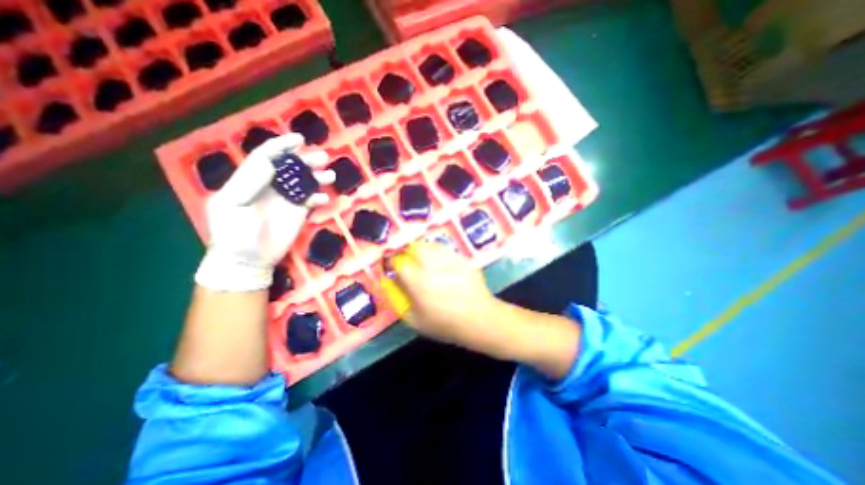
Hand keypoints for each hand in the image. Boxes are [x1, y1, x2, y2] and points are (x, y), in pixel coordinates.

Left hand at [195, 132, 333, 290]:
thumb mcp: (233, 205)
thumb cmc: (235, 233)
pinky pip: (311, 200)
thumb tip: (269, 161)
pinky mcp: (298, 212)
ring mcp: (286, 199)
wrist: (248, 260)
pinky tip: (324, 198)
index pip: (266, 157)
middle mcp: (270, 186)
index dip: (281, 146)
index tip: (299, 139)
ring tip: (330, 175)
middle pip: (290, 167)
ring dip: (317, 176)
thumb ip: (249, 182)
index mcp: (250, 180)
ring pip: (304, 182)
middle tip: (323, 158)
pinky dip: (319, 197)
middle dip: (305, 160)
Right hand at [391, 240, 580, 375]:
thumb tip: (389, 282)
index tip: (394, 267)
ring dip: (422, 250)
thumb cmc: (445, 324)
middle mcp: (433, 267)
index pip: (398, 262)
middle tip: (409, 261)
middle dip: (408, 251)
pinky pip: (445, 250)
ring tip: (424, 261)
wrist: (480, 319)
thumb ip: (398, 300)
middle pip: (414, 247)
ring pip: (430, 245)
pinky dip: (438, 254)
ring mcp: (450, 261)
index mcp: (418, 283)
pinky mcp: (462, 259)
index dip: (393, 262)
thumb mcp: (415, 320)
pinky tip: (441, 265)